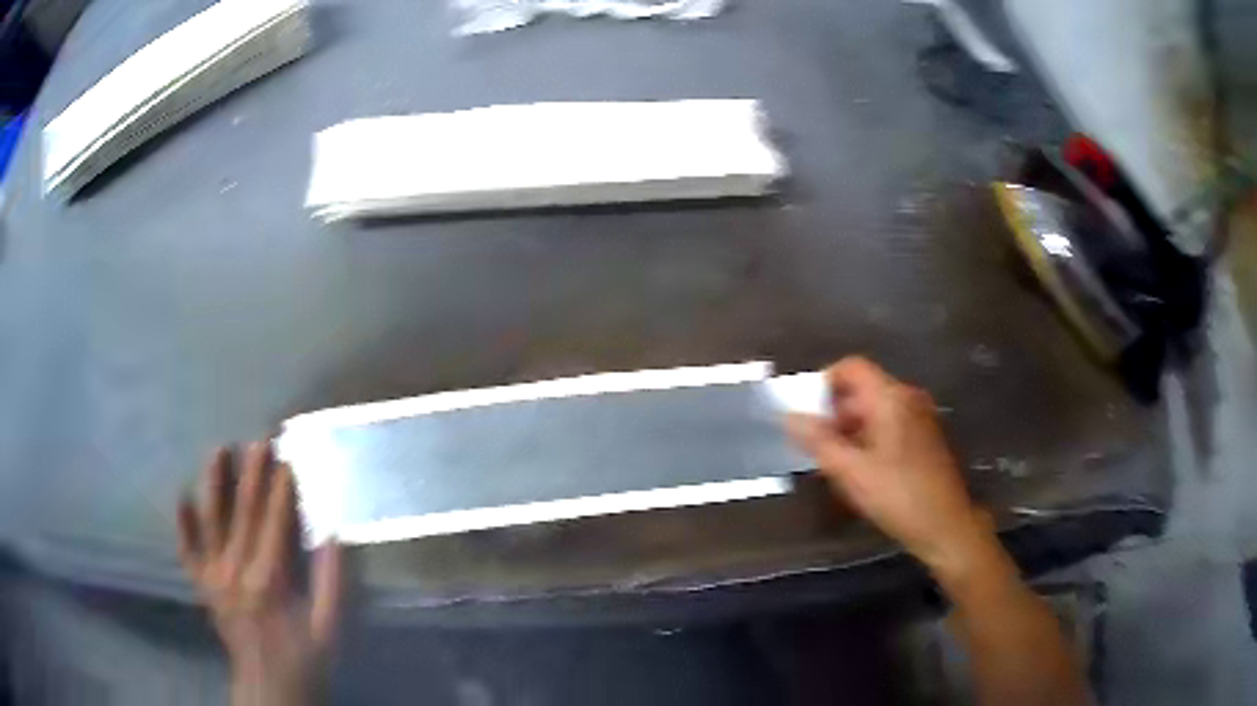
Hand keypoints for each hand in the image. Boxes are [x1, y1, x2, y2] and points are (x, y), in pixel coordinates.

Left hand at [177, 442, 342, 705]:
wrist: (269, 687)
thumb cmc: (304, 658)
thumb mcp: (329, 628)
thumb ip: (331, 582)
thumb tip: (334, 535)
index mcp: (269, 580)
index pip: (275, 522)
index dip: (282, 488)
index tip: (288, 456)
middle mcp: (235, 571)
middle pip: (243, 512)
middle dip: (252, 473)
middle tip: (259, 438)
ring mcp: (213, 577)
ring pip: (210, 521)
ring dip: (214, 484)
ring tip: (219, 450)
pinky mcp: (202, 586)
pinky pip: (187, 551)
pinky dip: (182, 525)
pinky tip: (181, 498)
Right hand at [786, 357, 989, 573]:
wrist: (946, 525)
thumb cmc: (898, 495)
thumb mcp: (851, 471)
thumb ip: (819, 441)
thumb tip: (789, 416)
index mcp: (891, 397)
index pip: (852, 367)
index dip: (825, 383)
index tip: (808, 414)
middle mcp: (908, 398)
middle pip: (863, 390)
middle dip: (835, 414)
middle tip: (816, 447)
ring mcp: (921, 417)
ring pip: (876, 411)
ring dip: (851, 430)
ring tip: (835, 464)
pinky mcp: (926, 438)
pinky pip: (890, 426)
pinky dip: (870, 440)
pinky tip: (862, 472)